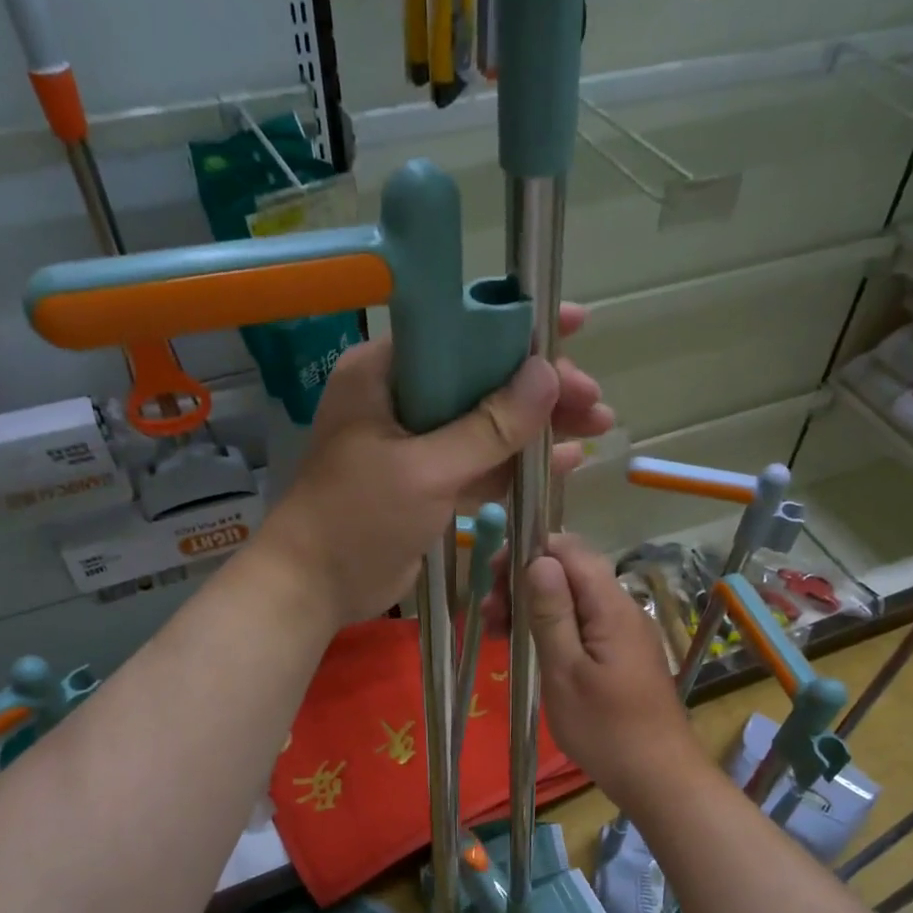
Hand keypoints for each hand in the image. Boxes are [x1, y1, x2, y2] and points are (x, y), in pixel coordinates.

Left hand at [259, 308, 613, 627]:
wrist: (314, 586)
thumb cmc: (357, 518)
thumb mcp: (425, 469)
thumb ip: (489, 426)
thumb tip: (549, 375)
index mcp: (385, 373)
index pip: (459, 332)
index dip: (516, 327)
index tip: (571, 325)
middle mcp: (401, 399)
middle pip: (482, 380)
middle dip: (539, 390)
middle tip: (593, 401)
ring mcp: (416, 444)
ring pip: (487, 424)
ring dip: (537, 427)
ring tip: (597, 426)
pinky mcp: (429, 483)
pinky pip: (481, 464)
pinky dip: (517, 464)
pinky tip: (564, 462)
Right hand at [518, 533, 704, 807]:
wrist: (659, 778)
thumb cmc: (606, 729)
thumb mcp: (565, 672)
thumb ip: (551, 613)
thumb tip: (538, 559)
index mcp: (610, 606)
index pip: (569, 549)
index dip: (528, 551)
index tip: (493, 577)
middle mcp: (622, 608)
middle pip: (570, 571)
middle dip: (525, 581)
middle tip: (489, 616)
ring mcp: (626, 632)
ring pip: (575, 598)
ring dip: (534, 606)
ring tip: (498, 634)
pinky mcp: (624, 653)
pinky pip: (585, 622)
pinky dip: (553, 626)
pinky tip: (530, 648)